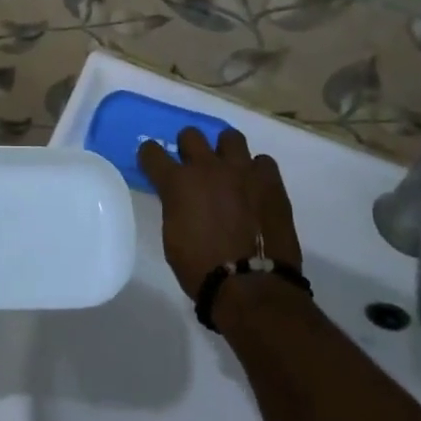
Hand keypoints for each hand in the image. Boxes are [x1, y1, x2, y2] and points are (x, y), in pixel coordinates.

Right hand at [138, 128, 302, 316]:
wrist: (252, 287)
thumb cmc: (202, 269)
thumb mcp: (173, 236)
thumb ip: (175, 206)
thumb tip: (181, 198)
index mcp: (177, 182)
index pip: (151, 151)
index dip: (150, 156)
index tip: (154, 164)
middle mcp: (207, 167)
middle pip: (191, 134)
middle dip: (189, 148)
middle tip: (194, 168)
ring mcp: (242, 170)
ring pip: (230, 137)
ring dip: (225, 152)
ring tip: (229, 171)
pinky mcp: (270, 181)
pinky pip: (262, 162)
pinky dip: (256, 172)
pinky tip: (256, 189)